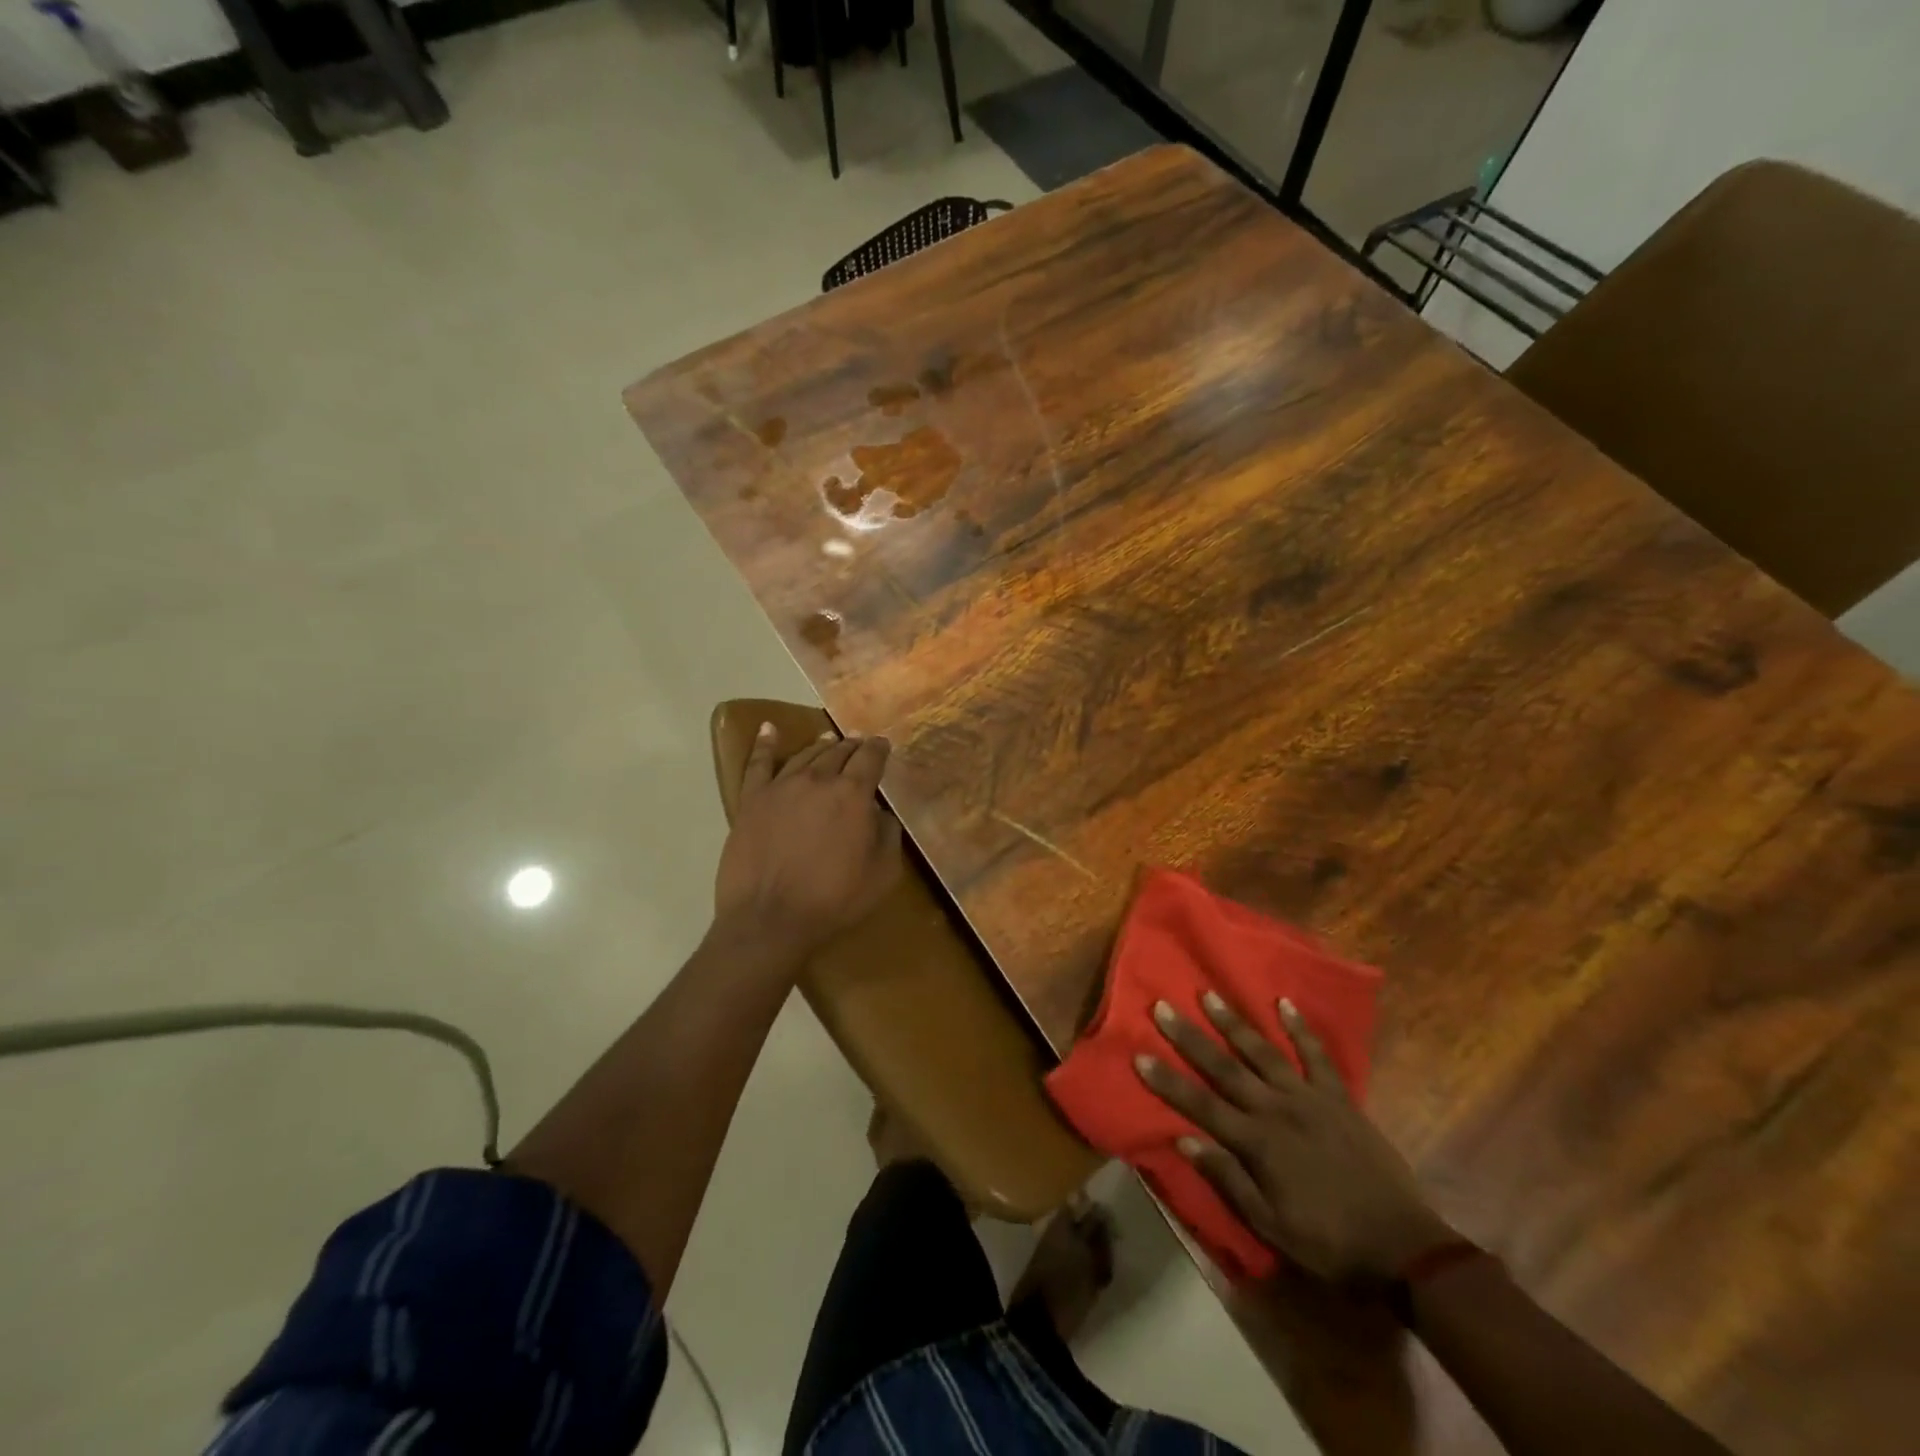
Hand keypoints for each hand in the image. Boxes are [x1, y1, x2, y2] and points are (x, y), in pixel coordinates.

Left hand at [714, 723, 902, 958]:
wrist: (769, 920)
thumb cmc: (833, 901)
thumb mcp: (882, 874)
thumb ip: (887, 835)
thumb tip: (879, 813)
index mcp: (852, 794)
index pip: (870, 759)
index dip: (879, 749)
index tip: (883, 745)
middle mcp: (817, 780)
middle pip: (838, 752)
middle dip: (852, 746)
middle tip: (859, 743)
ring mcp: (780, 787)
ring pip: (804, 756)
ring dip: (820, 745)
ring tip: (828, 740)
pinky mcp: (751, 801)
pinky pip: (757, 764)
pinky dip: (764, 743)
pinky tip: (768, 729)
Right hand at [1136, 994, 1452, 1283]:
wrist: (1403, 1246)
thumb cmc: (1329, 1242)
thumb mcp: (1272, 1226)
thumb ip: (1228, 1179)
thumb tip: (1185, 1140)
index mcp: (1258, 1143)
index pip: (1200, 1105)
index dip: (1168, 1081)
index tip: (1139, 1054)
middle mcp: (1277, 1109)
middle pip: (1225, 1067)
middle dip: (1190, 1037)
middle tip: (1162, 1006)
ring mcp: (1310, 1098)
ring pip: (1263, 1052)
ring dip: (1233, 1022)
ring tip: (1208, 994)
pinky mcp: (1339, 1097)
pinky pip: (1317, 1056)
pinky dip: (1301, 1028)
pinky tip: (1284, 1003)